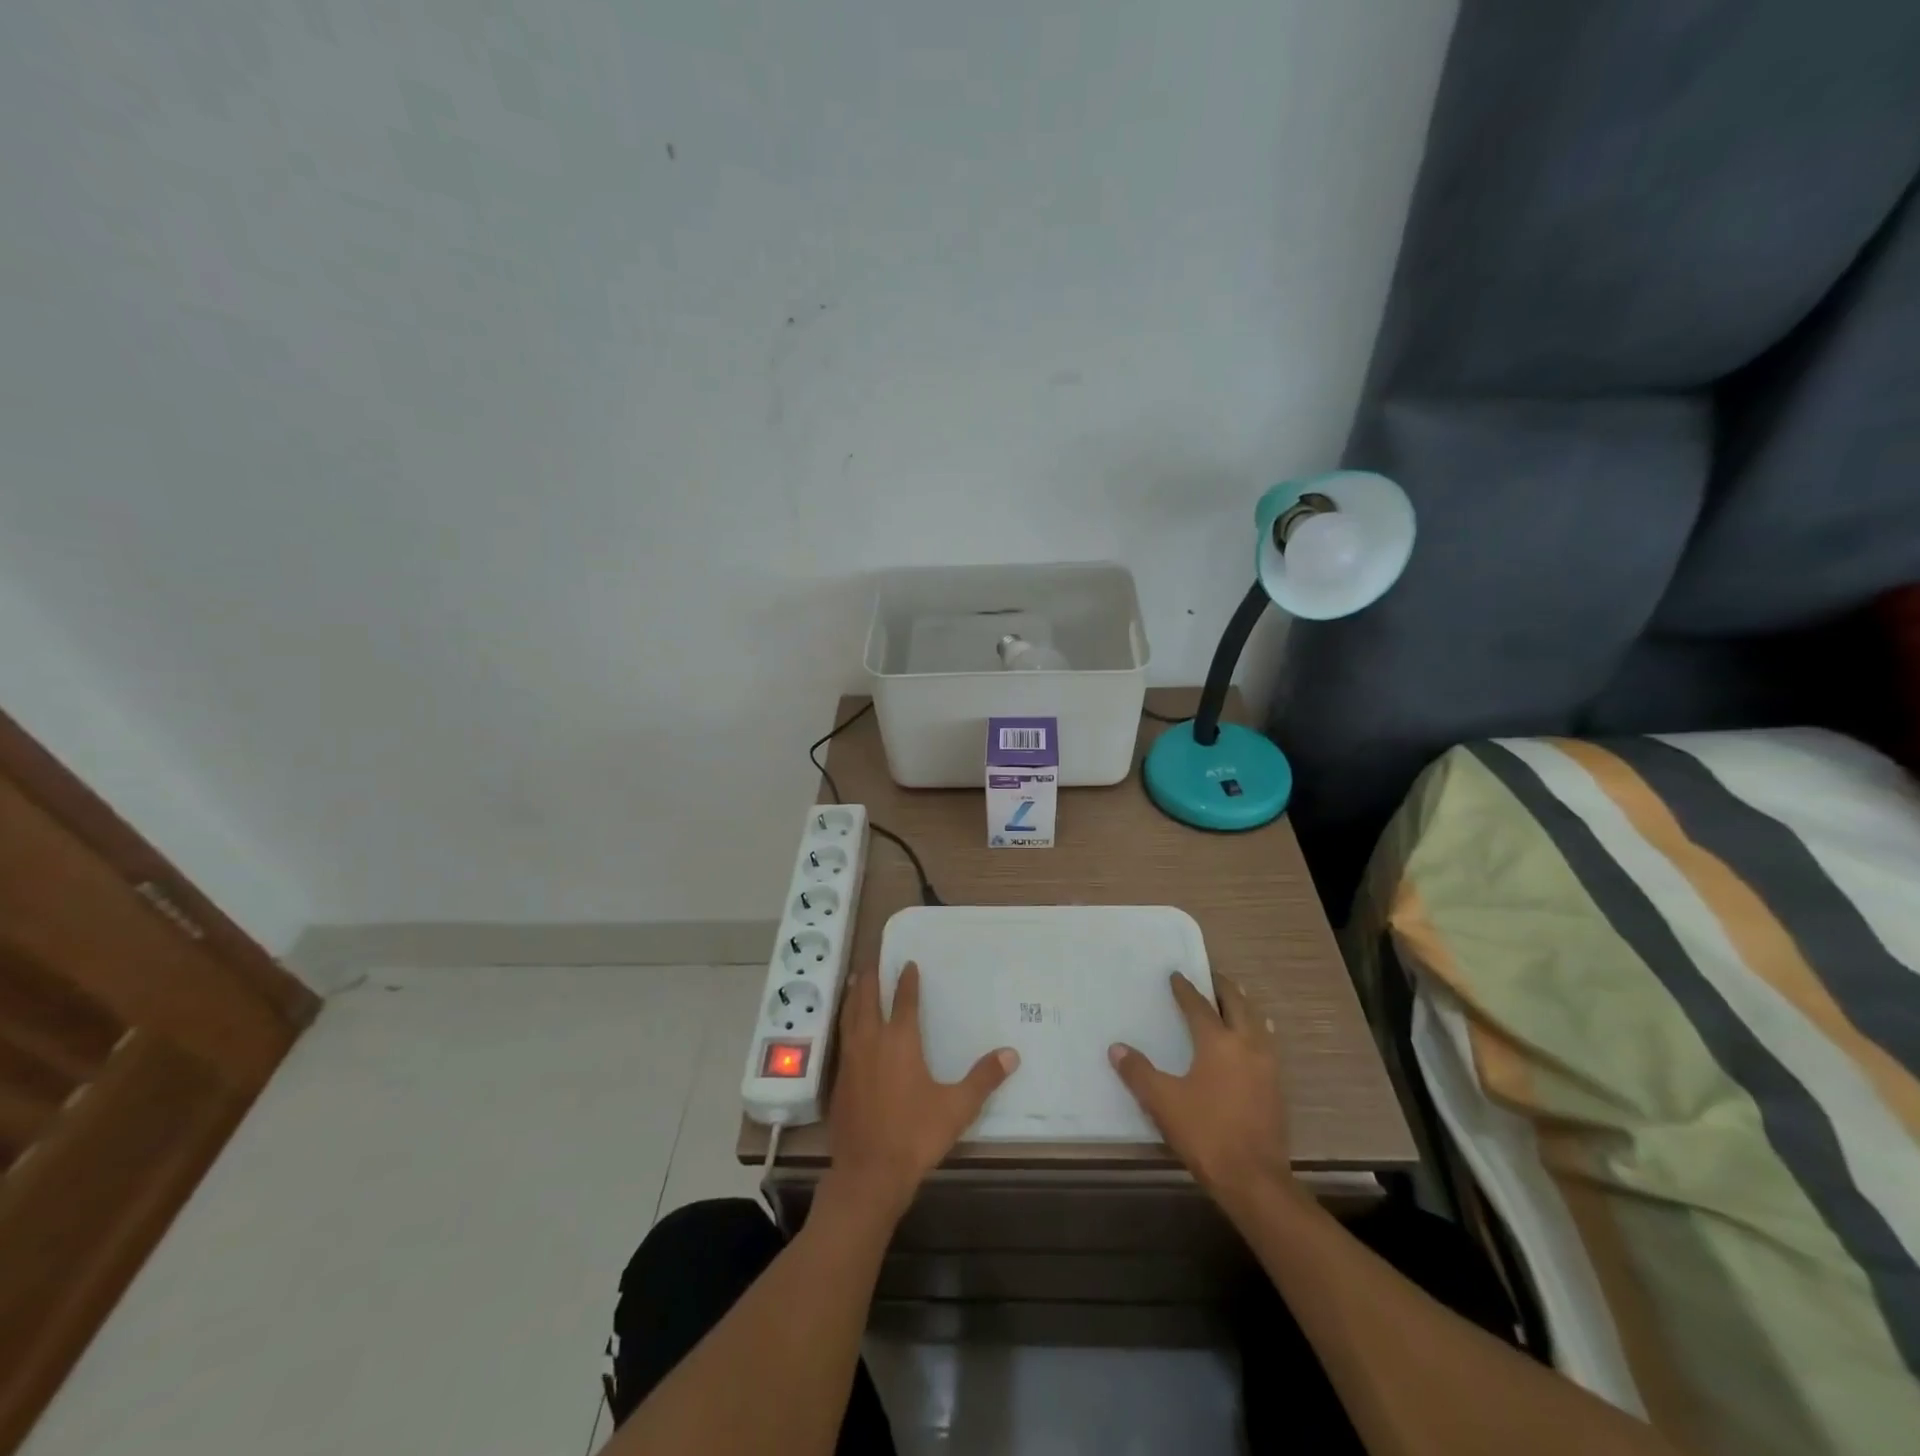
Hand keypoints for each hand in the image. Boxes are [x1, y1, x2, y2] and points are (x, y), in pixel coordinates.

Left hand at [825, 961, 1018, 1223]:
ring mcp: (852, 1060)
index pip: (904, 1000)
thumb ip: (983, 1078)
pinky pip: (842, 1038)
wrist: (869, 1173)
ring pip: (850, 1016)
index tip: (908, 964)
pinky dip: (844, 1022)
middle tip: (872, 961)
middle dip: (870, 979)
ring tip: (853, 981)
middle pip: (868, 1000)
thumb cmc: (915, 1134)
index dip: (907, 981)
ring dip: (852, 996)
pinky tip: (847, 1028)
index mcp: (901, 1041)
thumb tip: (1012, 1053)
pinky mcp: (839, 1080)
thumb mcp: (957, 1107)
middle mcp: (872, 1041)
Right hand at [1109, 974, 1293, 1212]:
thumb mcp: (1162, 1102)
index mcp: (1218, 1042)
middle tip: (1210, 977)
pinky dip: (1256, 1030)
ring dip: (1243, 1007)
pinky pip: (1266, 1043)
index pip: (1199, 1006)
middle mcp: (1247, 1045)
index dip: (1185, 989)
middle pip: (1237, 1005)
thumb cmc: (1205, 1133)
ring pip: (1257, 1022)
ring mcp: (1267, 1066)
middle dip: (1223, 988)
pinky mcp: (1276, 1087)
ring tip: (1233, 1001)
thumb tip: (1116, 1048)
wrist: (1254, 1180)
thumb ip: (1138, 1072)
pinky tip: (1252, 1040)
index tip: (1176, 975)